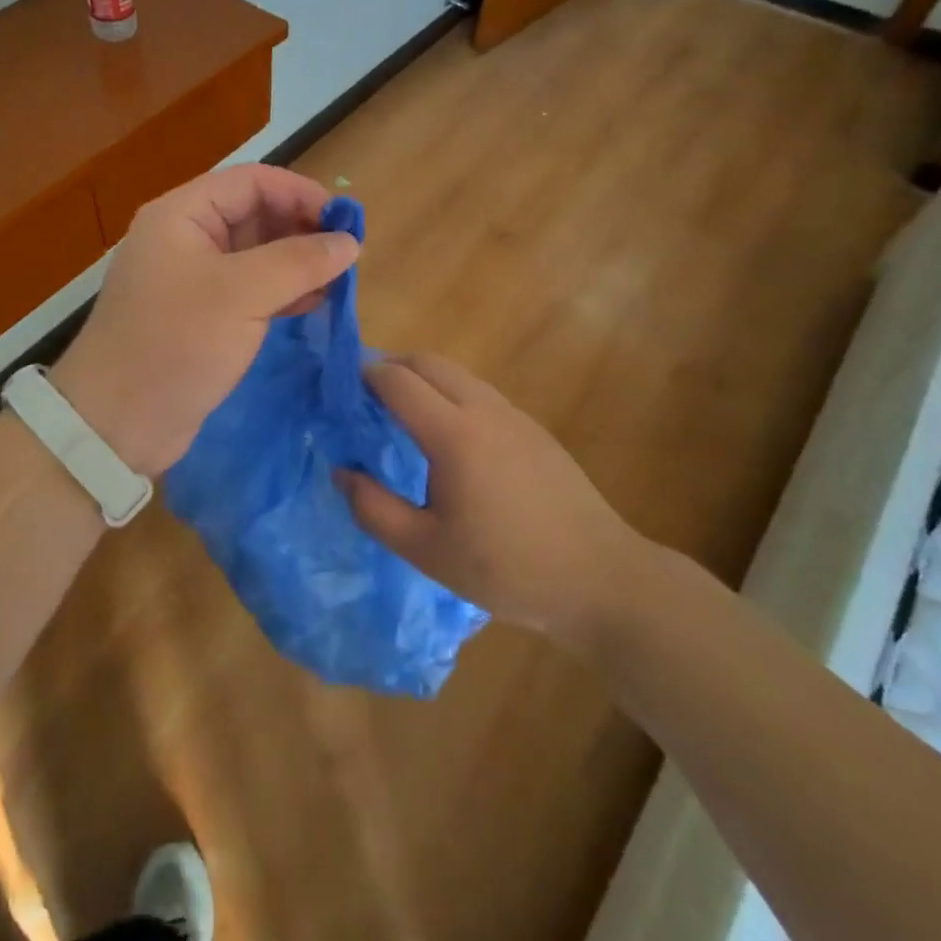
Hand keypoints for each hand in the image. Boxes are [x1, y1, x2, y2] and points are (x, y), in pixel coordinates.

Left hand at [50, 165, 358, 478]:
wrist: (116, 423)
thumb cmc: (176, 343)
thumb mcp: (242, 294)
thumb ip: (299, 262)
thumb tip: (349, 242)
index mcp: (182, 215)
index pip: (252, 182)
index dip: (301, 194)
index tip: (346, 223)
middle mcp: (185, 238)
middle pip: (254, 215)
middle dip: (301, 230)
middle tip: (347, 256)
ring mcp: (191, 279)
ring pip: (255, 255)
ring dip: (296, 264)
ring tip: (338, 281)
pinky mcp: (200, 317)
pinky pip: (248, 290)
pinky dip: (281, 292)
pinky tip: (313, 304)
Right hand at [341, 354, 652, 650]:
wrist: (601, 578)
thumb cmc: (507, 569)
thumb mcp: (426, 550)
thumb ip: (374, 509)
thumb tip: (342, 472)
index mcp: (454, 434)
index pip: (397, 381)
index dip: (364, 376)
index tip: (339, 391)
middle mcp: (484, 409)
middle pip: (428, 362)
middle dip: (391, 366)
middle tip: (363, 397)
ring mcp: (514, 416)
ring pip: (457, 374)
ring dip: (422, 379)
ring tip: (400, 414)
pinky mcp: (534, 429)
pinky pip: (480, 393)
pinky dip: (449, 394)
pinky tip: (447, 439)